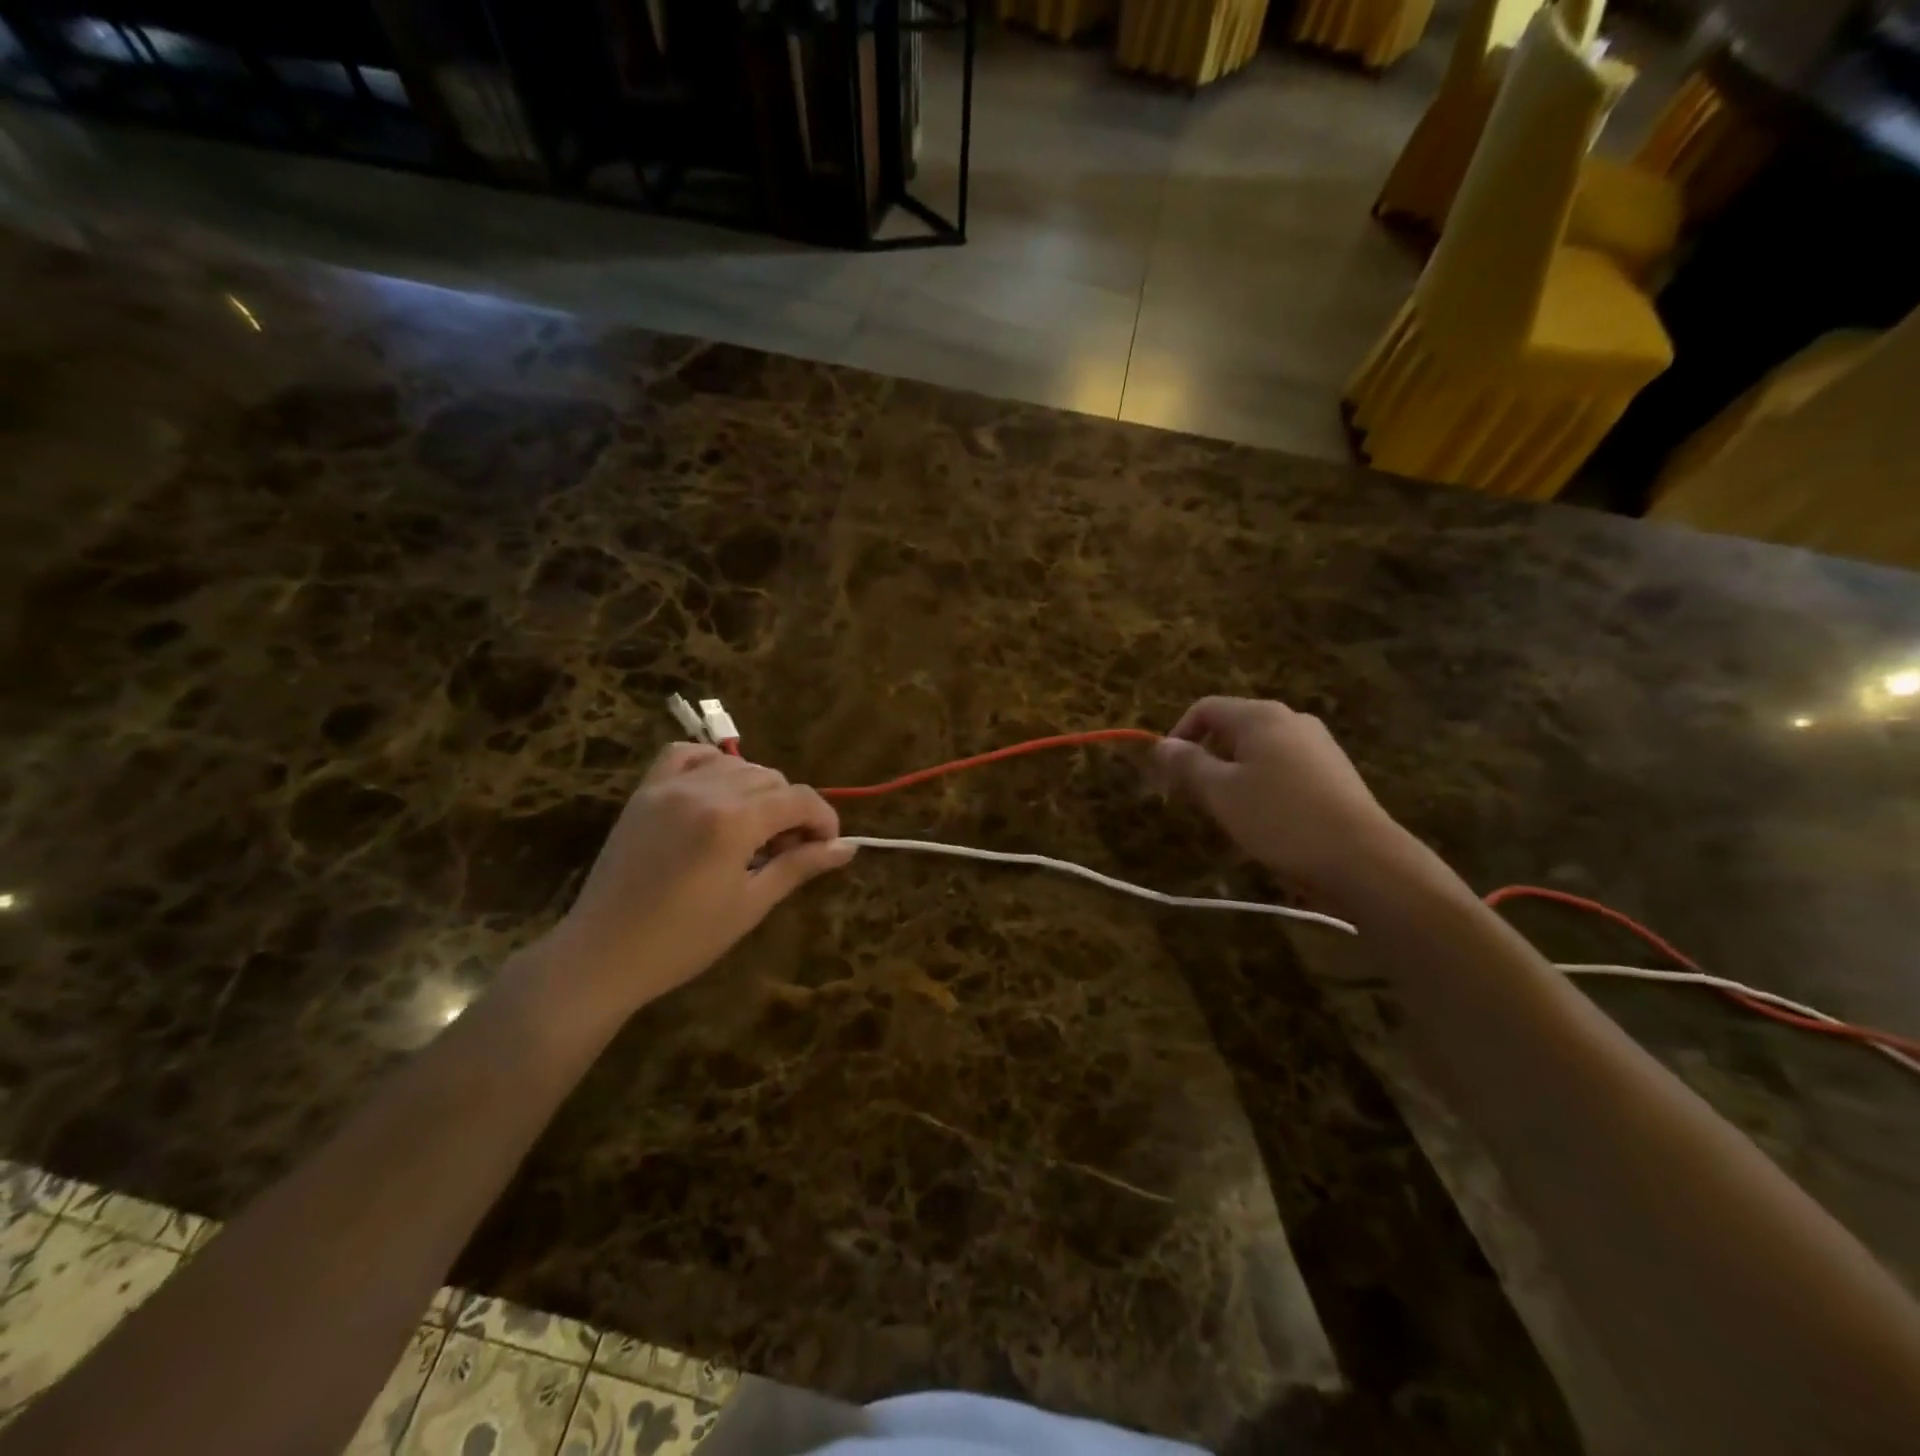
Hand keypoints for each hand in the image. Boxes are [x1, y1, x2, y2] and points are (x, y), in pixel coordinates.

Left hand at [529, 744, 854, 1024]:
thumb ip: (800, 866)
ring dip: (757, 790)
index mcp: (734, 821)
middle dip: (792, 809)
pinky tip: (717, 793)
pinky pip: (684, 755)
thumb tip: (848, 848)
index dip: (824, 820)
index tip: (828, 848)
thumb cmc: (684, 941)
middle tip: (789, 850)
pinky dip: (710, 764)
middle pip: (772, 778)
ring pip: (735, 765)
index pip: (799, 799)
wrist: (603, 955)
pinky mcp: (645, 792)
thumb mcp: (751, 905)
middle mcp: (705, 790)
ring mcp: (670, 787)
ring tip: (754, 830)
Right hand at [1152, 697, 1409, 900]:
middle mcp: (1291, 719)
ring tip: (1229, 813)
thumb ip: (1187, 764)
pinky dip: (1263, 784)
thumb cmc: (1280, 819)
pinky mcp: (1334, 772)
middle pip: (1232, 728)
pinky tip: (1267, 820)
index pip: (1205, 709)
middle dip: (1206, 758)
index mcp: (1260, 716)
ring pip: (1258, 750)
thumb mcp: (1221, 792)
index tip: (1167, 774)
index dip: (1179, 735)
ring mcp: (1318, 744)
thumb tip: (1162, 745)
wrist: (1363, 859)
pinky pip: (1284, 767)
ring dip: (1233, 774)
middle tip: (1194, 797)